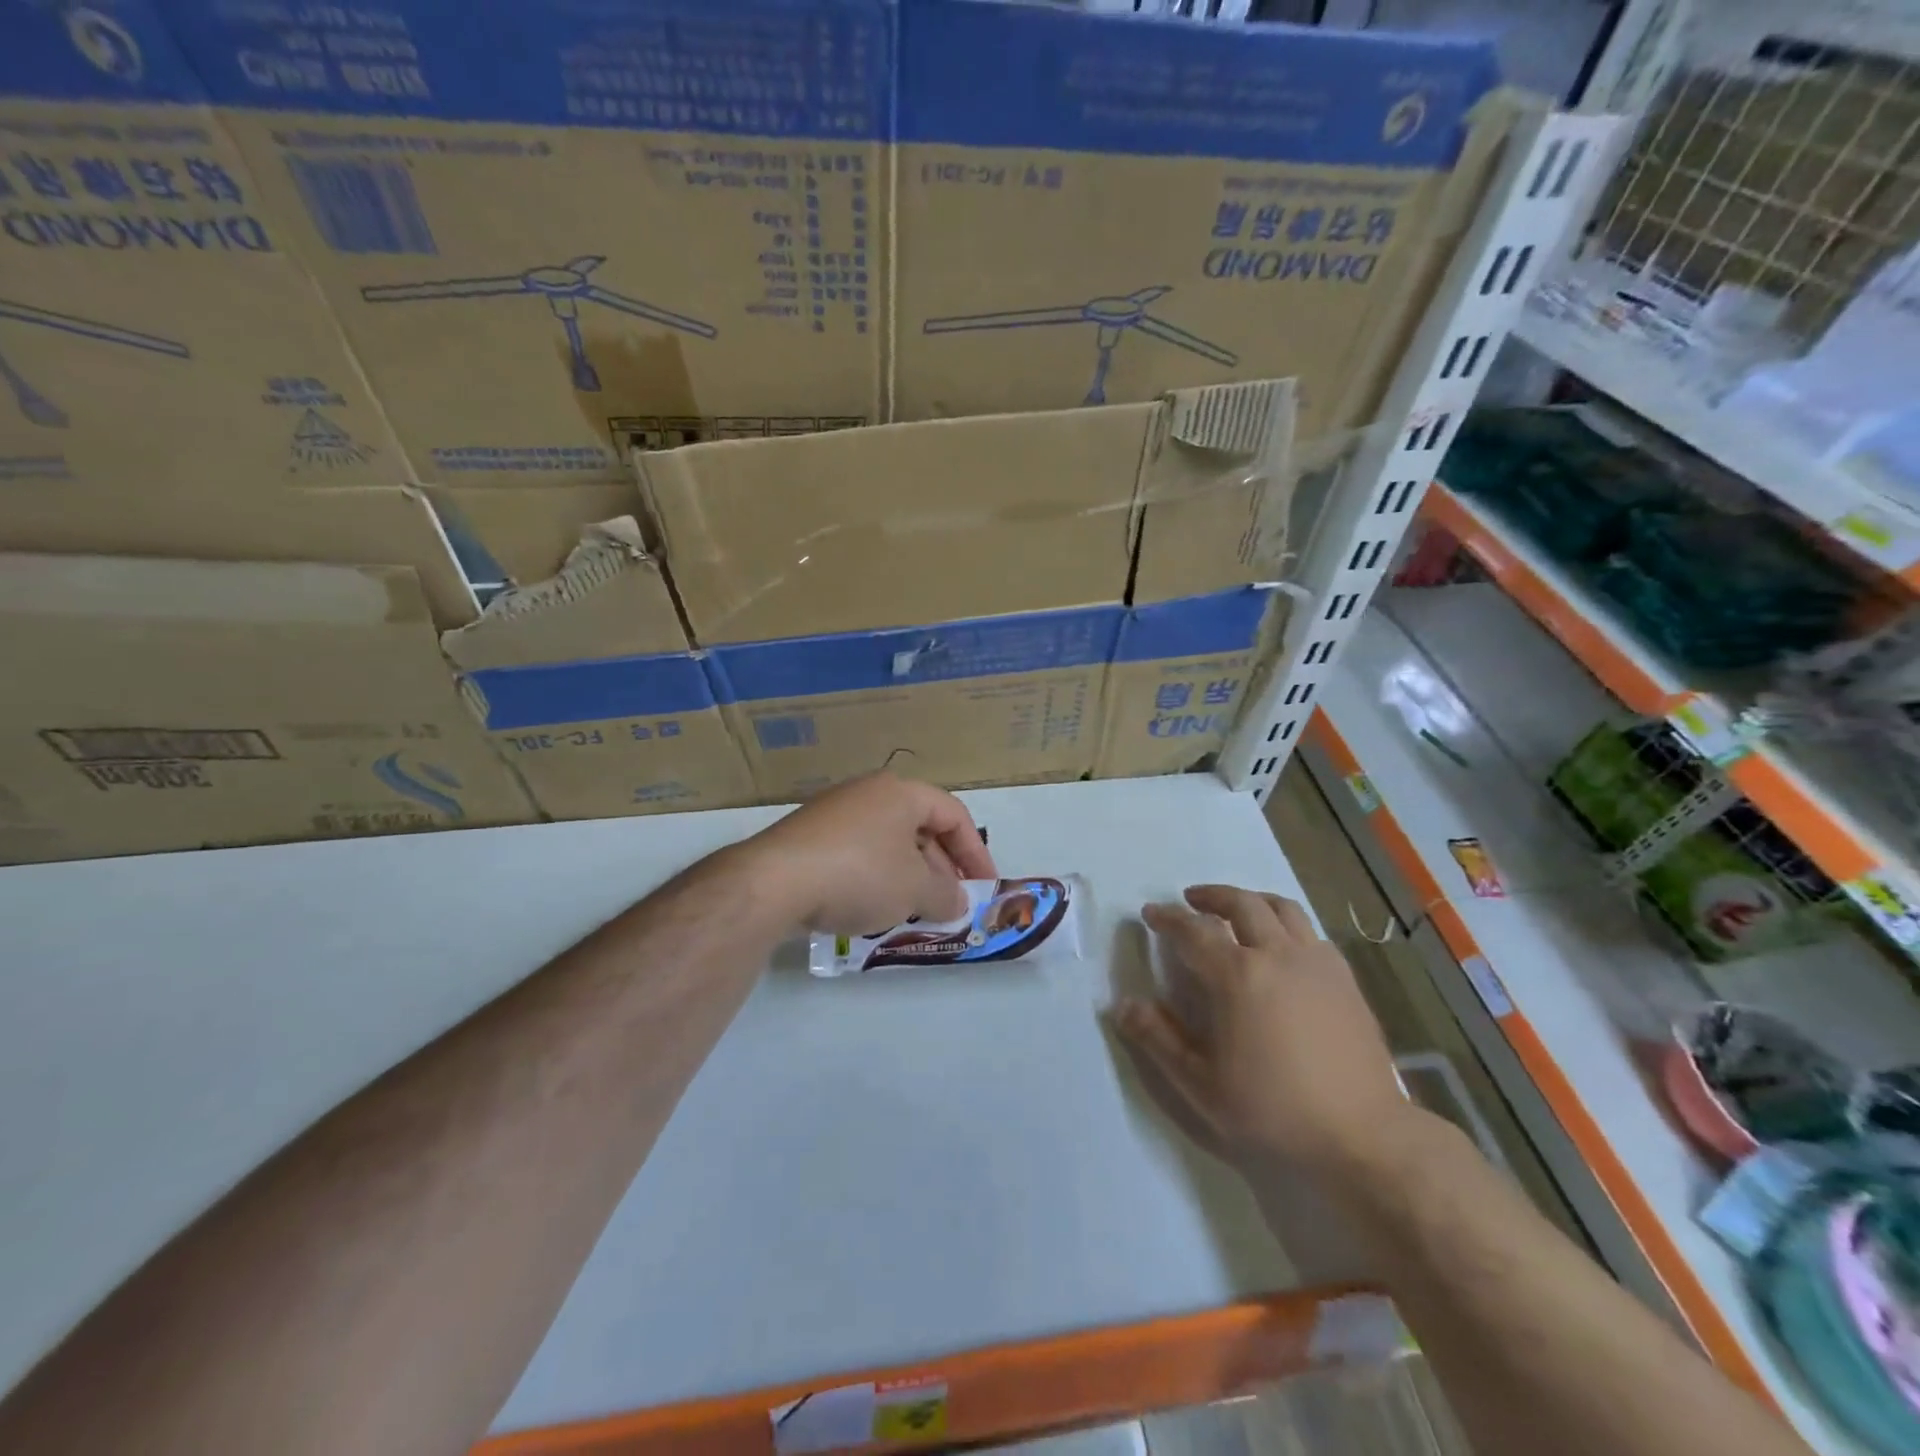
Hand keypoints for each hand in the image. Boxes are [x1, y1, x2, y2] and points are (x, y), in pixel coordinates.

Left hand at [742, 773, 996, 934]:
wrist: (773, 882)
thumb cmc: (859, 874)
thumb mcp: (915, 890)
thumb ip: (946, 895)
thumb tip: (959, 901)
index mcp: (901, 792)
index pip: (954, 815)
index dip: (976, 852)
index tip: (985, 887)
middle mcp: (869, 793)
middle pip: (921, 827)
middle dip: (942, 868)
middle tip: (951, 903)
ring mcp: (835, 814)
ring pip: (889, 843)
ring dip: (910, 876)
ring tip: (916, 911)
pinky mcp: (810, 838)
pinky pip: (858, 854)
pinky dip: (877, 878)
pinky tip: (874, 908)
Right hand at [1113, 885, 1423, 1180]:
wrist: (1364, 1136)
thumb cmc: (1274, 1111)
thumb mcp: (1201, 1084)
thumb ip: (1158, 1039)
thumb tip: (1123, 1005)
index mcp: (1237, 976)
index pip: (1194, 931)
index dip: (1168, 918)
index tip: (1151, 913)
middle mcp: (1277, 955)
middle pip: (1241, 904)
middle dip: (1211, 896)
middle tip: (1191, 900)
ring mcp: (1317, 963)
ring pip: (1281, 908)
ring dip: (1251, 900)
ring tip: (1236, 909)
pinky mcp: (1345, 979)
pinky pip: (1310, 932)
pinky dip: (1286, 924)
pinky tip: (1281, 946)